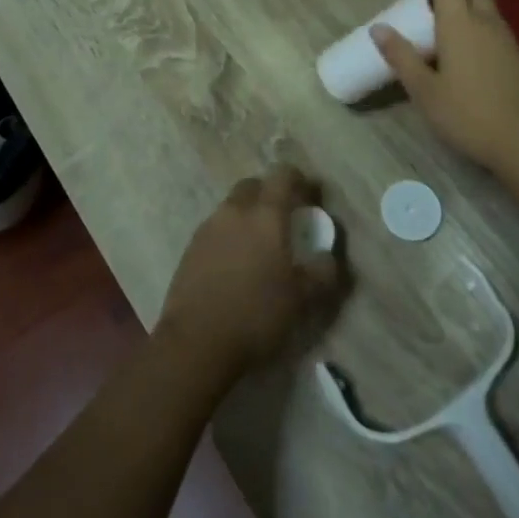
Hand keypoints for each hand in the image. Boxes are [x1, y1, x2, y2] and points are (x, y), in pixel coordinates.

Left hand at [157, 167, 344, 381]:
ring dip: (247, 215)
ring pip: (231, 207)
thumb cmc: (257, 315)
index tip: (310, 197)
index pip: (283, 175)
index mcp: (266, 215)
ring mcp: (208, 228)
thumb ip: (322, 272)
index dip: (299, 180)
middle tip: (283, 220)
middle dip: (269, 194)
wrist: (196, 342)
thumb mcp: (303, 299)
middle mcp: (235, 211)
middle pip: (253, 185)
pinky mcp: (190, 248)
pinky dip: (228, 236)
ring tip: (258, 247)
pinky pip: (215, 229)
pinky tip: (234, 265)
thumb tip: (328, 256)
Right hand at [372, 0, 518, 177]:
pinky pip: (495, 27)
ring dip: (465, 7)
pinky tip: (465, 56)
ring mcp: (507, 39)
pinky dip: (478, 27)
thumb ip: (401, 56)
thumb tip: (378, 28)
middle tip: (428, 6)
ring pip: (486, 7)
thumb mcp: (424, 90)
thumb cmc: (468, 115)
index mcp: (460, 23)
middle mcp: (486, 22)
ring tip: (442, 33)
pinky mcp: (518, 58)